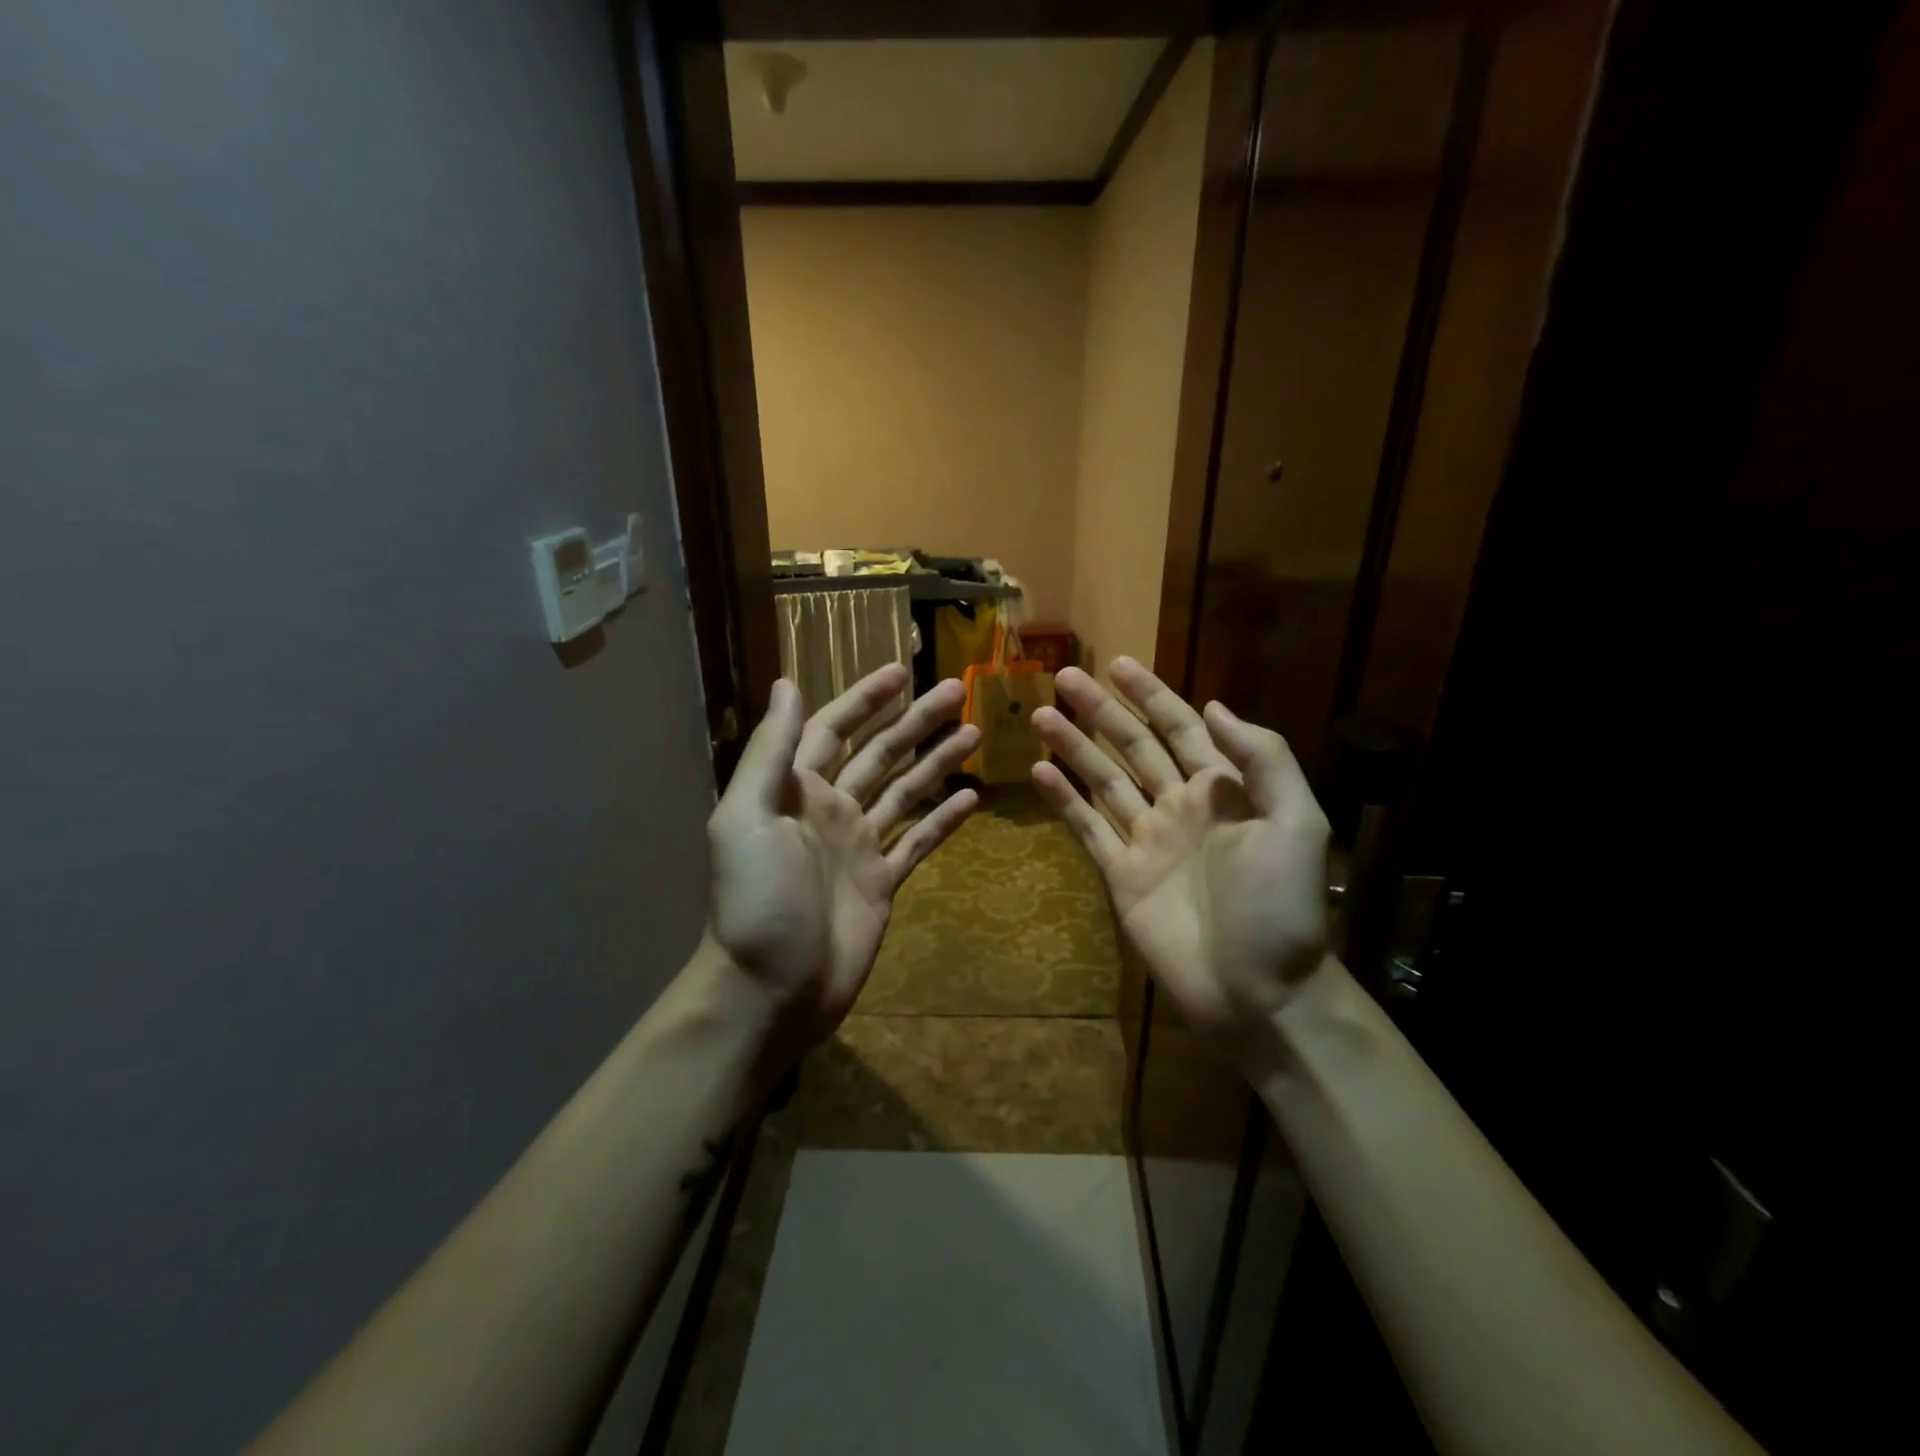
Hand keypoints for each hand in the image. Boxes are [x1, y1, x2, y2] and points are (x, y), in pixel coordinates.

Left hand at [706, 665, 979, 1047]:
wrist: (771, 989)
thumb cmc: (756, 899)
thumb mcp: (747, 817)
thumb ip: (771, 751)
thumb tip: (788, 683)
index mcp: (796, 789)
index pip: (833, 728)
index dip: (864, 699)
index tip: (901, 672)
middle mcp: (831, 809)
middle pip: (880, 753)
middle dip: (916, 721)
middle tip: (957, 692)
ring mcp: (859, 845)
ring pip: (906, 791)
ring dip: (937, 761)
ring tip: (975, 734)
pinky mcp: (883, 882)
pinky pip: (918, 842)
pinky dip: (943, 820)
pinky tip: (973, 799)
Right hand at [1030, 658, 1331, 1058]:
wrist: (1258, 992)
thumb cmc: (1282, 908)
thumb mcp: (1296, 824)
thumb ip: (1263, 761)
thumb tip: (1215, 707)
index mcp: (1223, 790)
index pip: (1181, 728)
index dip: (1152, 695)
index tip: (1119, 665)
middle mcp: (1180, 806)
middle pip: (1134, 746)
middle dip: (1102, 711)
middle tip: (1065, 678)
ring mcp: (1147, 840)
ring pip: (1104, 781)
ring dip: (1075, 747)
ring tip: (1040, 717)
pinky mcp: (1121, 876)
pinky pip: (1088, 829)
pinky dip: (1064, 801)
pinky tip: (1039, 772)